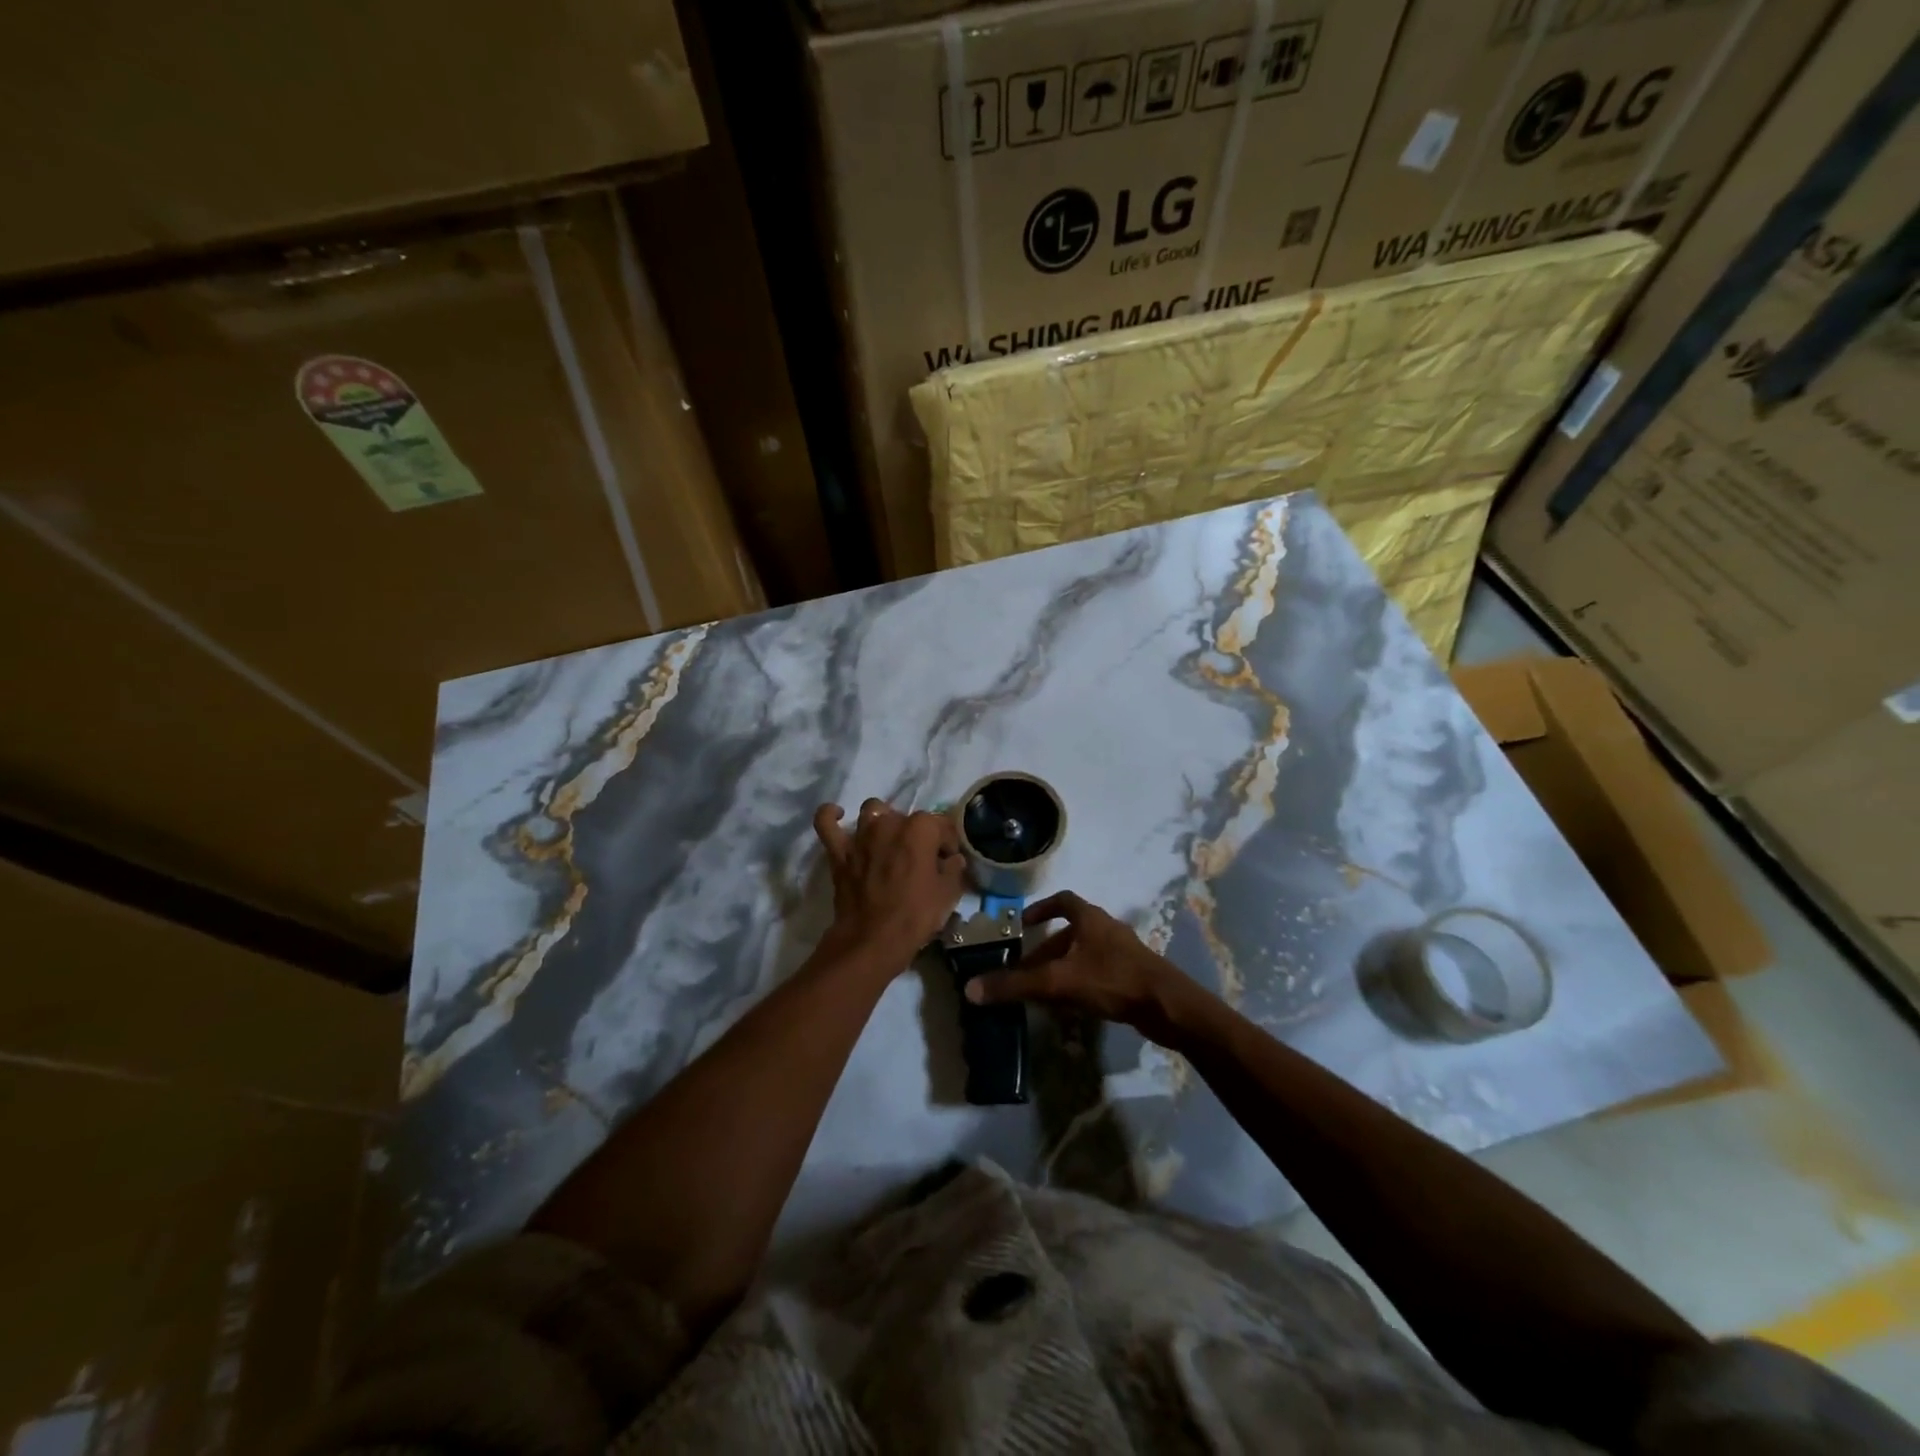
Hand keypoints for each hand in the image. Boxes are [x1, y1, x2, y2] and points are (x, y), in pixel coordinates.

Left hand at [813, 799, 966, 966]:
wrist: (873, 940)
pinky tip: (838, 815)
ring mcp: (860, 835)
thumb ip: (954, 869)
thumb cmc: (915, 915)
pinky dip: (830, 816)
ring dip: (882, 821)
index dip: (947, 844)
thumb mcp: (949, 894)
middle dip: (917, 835)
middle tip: (920, 860)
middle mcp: (889, 822)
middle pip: (907, 818)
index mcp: (920, 828)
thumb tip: (952, 859)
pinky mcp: (838, 851)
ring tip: (888, 841)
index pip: (941, 825)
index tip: (947, 862)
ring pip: (872, 811)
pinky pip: (826, 823)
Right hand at [964, 891, 1195, 1044]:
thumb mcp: (1058, 982)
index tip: (1023, 924)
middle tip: (1023, 971)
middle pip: (1070, 933)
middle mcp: (1106, 929)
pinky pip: (1097, 974)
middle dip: (1045, 951)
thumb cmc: (1112, 980)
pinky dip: (1079, 985)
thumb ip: (1016, 985)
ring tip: (1041, 993)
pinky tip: (1069, 1009)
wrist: (1167, 1007)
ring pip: (1083, 956)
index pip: (1063, 901)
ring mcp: (1122, 953)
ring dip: (1061, 970)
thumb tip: (970, 989)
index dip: (1042, 909)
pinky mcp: (1131, 976)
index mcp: (1090, 918)